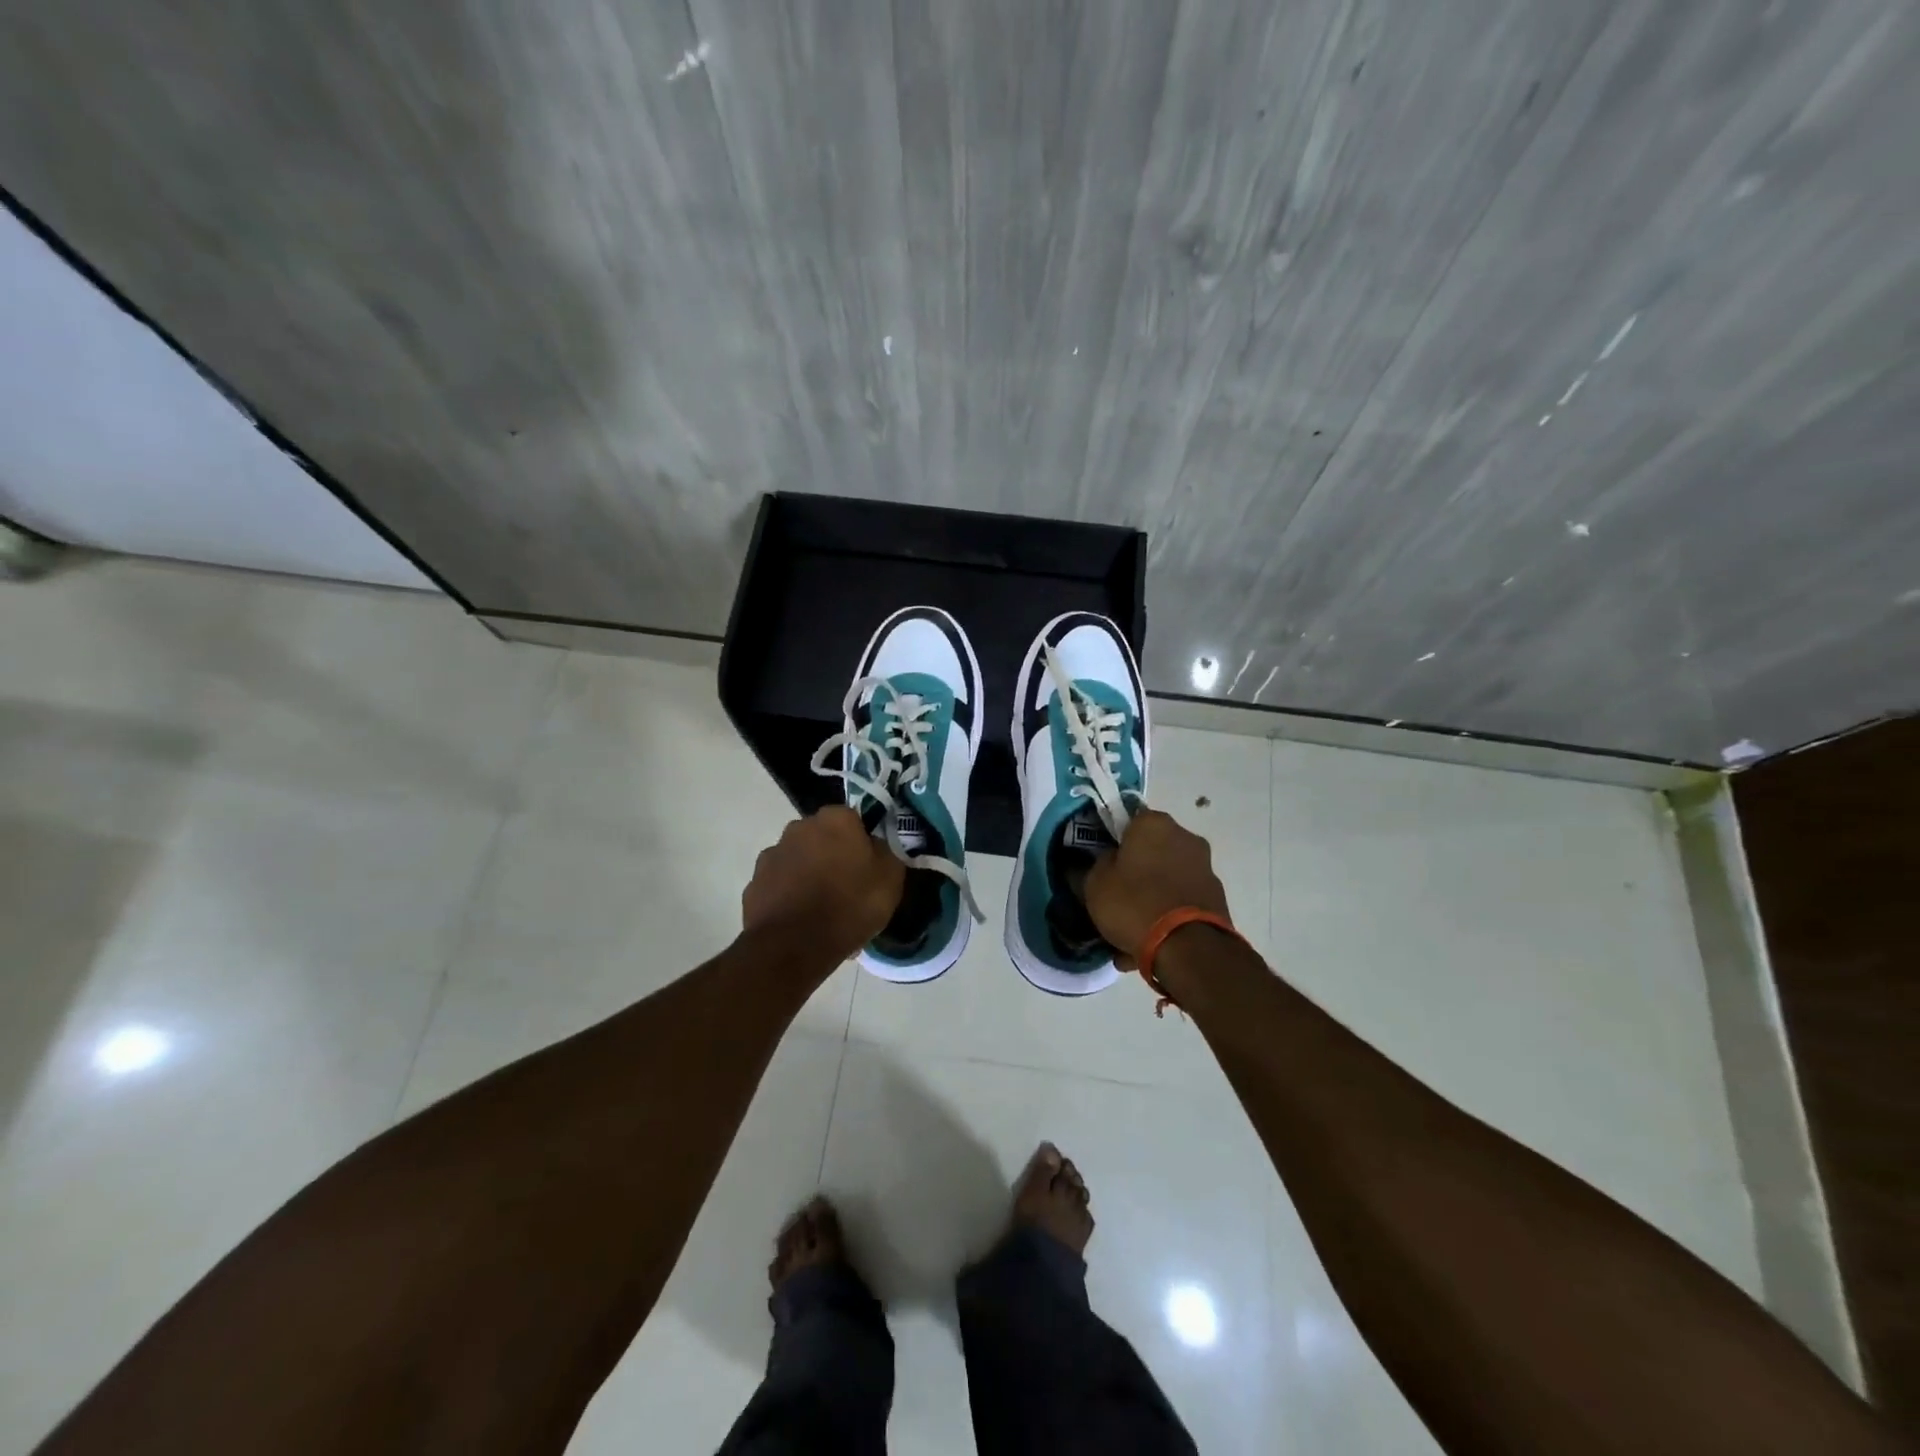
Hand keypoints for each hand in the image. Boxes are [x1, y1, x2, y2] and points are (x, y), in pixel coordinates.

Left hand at [742, 807, 904, 962]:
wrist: (792, 946)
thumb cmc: (849, 906)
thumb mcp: (890, 879)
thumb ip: (885, 851)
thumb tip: (874, 845)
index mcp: (835, 819)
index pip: (854, 819)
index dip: (862, 842)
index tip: (869, 866)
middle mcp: (799, 827)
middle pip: (823, 837)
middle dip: (833, 855)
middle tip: (847, 887)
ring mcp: (772, 854)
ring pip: (800, 860)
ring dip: (809, 875)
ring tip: (823, 910)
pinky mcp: (754, 883)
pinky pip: (780, 885)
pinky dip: (789, 896)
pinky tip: (801, 921)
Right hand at [1083, 808, 1231, 965]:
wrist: (1189, 949)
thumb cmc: (1134, 903)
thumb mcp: (1095, 883)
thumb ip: (1096, 864)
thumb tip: (1106, 860)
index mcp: (1154, 824)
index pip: (1128, 821)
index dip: (1113, 842)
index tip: (1103, 864)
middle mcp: (1185, 837)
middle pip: (1151, 851)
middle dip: (1136, 872)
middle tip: (1116, 898)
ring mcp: (1205, 868)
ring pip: (1166, 880)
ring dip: (1152, 898)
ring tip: (1131, 932)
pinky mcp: (1217, 898)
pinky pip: (1181, 902)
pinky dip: (1168, 916)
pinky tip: (1150, 944)